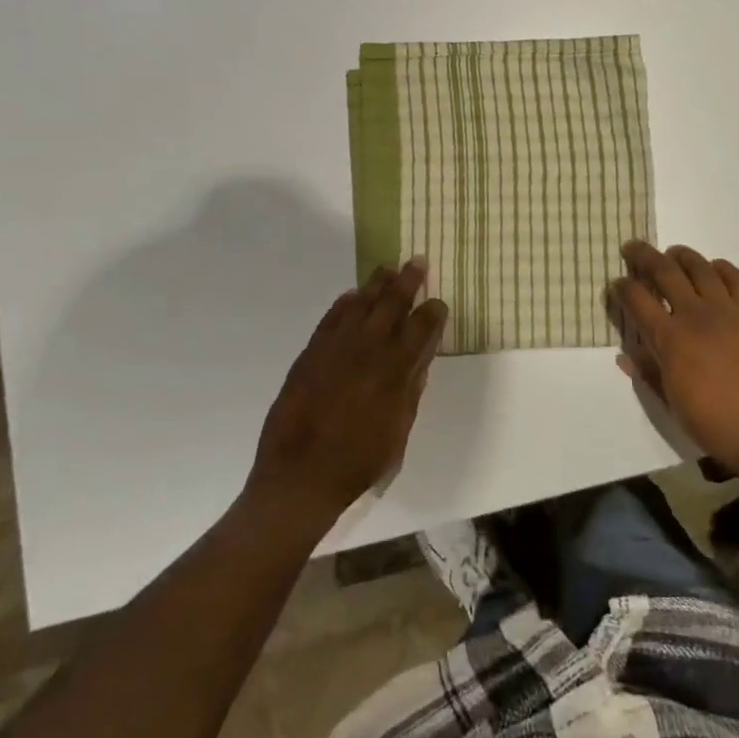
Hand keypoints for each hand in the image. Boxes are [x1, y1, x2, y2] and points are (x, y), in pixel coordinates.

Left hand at [248, 260, 448, 526]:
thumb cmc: (358, 461)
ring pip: (360, 303)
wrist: (300, 475)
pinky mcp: (311, 352)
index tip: (439, 302)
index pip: (422, 327)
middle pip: (391, 303)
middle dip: (407, 281)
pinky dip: (344, 303)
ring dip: (376, 284)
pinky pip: (331, 318)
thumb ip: (411, 390)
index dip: (433, 312)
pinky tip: (352, 296)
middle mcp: (368, 348)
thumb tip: (420, 359)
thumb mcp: (398, 431)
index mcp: (395, 369)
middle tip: (417, 262)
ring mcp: (336, 347)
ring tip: (387, 269)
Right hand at [607, 241, 738, 493]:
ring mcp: (728, 311)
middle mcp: (695, 315)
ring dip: (680, 255)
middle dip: (643, 255)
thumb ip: (648, 372)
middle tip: (633, 249)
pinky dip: (720, 268)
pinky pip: (736, 278)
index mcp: (670, 339)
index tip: (616, 284)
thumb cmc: (716, 425)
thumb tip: (625, 354)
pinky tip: (713, 269)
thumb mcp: (672, 403)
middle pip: (664, 271)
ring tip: (672, 254)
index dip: (621, 286)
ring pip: (699, 267)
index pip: (636, 298)